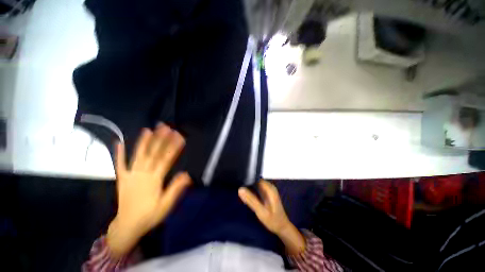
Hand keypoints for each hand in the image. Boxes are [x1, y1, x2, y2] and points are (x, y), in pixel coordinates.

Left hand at [107, 124, 190, 257]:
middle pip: (153, 153)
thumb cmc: (150, 215)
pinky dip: (119, 154)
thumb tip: (186, 174)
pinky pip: (120, 164)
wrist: (128, 226)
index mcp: (154, 180)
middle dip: (160, 139)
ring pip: (138, 155)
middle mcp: (142, 174)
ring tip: (148, 130)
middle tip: (166, 127)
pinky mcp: (122, 178)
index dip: (173, 147)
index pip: (166, 159)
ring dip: (143, 142)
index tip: (179, 136)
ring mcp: (130, 175)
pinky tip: (119, 143)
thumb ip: (175, 189)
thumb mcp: (166, 205)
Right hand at [238, 180, 289, 233]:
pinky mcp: (267, 193)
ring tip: (241, 190)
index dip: (247, 179)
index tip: (239, 182)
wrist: (282, 227)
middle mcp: (269, 187)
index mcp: (269, 188)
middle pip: (256, 180)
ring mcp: (269, 190)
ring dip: (249, 187)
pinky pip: (258, 188)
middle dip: (248, 183)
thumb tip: (240, 189)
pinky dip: (252, 190)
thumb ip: (250, 200)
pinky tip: (247, 194)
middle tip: (238, 187)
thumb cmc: (273, 220)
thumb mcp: (260, 211)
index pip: (256, 178)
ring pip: (256, 184)